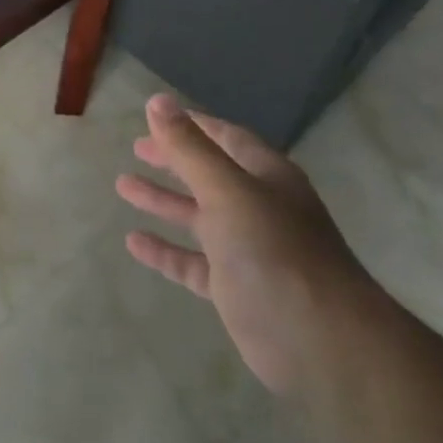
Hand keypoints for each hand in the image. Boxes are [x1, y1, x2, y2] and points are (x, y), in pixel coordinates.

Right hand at [116, 94, 375, 394]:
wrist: (320, 342)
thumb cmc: (274, 252)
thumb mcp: (227, 191)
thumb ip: (189, 148)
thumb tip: (157, 100)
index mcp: (266, 176)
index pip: (226, 137)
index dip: (193, 125)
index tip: (156, 116)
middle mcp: (258, 207)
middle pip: (210, 174)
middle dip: (174, 160)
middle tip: (136, 148)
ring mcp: (247, 250)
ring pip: (198, 217)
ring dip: (164, 200)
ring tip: (122, 186)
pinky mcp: (235, 288)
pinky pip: (192, 263)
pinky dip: (165, 251)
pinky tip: (133, 242)